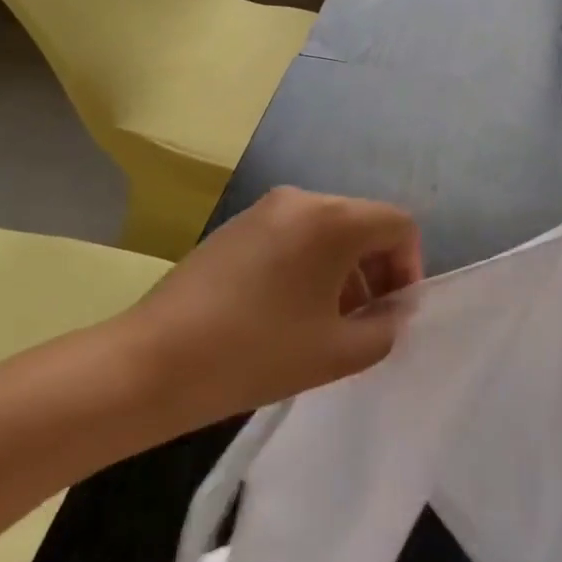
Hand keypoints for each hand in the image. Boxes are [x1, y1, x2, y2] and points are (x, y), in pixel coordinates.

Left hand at [122, 187, 422, 425]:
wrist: (152, 362)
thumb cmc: (255, 354)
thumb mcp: (336, 353)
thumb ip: (384, 329)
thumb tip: (393, 312)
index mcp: (333, 219)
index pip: (398, 225)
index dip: (409, 267)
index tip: (393, 312)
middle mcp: (302, 199)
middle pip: (363, 223)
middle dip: (377, 271)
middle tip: (365, 322)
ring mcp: (265, 208)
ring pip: (328, 229)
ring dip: (344, 270)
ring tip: (329, 322)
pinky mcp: (237, 225)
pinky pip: (295, 234)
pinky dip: (310, 263)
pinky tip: (289, 310)